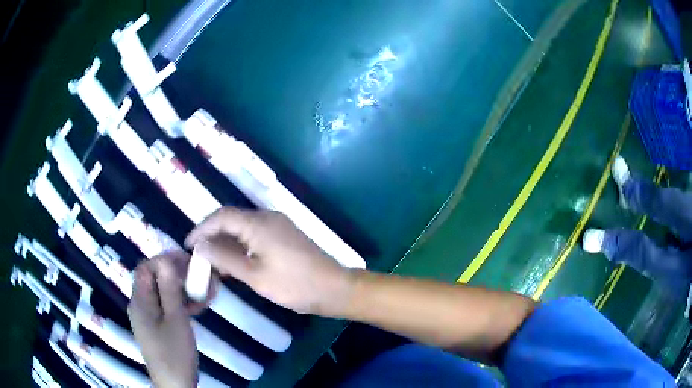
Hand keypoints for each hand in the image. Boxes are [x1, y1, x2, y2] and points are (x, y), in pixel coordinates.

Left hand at [128, 253, 197, 387]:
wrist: (174, 384)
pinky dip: (180, 303)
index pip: (145, 268)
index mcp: (140, 301)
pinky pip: (166, 307)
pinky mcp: (156, 326)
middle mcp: (140, 305)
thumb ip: (170, 290)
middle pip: (154, 279)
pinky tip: (198, 307)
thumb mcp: (176, 321)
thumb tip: (166, 260)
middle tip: (200, 276)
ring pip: (162, 293)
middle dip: (177, 274)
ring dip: (182, 290)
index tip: (187, 261)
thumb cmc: (175, 353)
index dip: (164, 260)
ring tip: (205, 292)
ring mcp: (148, 317)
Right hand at [185, 207, 354, 316]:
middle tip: (197, 255)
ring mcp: (277, 226)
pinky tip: (232, 264)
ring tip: (211, 262)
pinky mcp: (283, 236)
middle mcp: (267, 217)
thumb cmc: (294, 285)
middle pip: (231, 220)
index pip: (221, 216)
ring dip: (226, 243)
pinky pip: (254, 236)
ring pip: (242, 229)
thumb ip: (224, 258)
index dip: (201, 228)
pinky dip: (240, 247)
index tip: (188, 245)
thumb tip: (200, 246)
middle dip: (212, 235)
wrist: (334, 289)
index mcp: (259, 223)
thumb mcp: (254, 275)